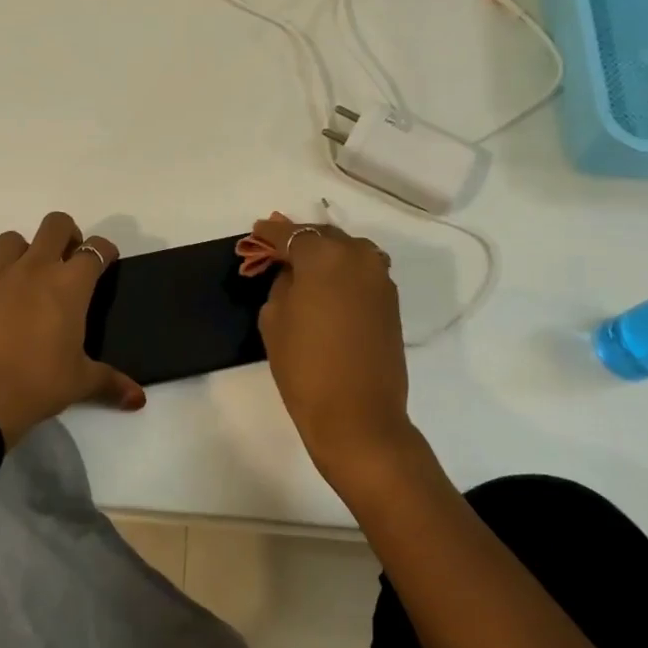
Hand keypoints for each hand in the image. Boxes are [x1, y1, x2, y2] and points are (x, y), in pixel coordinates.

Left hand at [0, 212, 145, 442]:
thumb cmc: (38, 383)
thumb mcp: (80, 383)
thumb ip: (110, 383)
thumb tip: (137, 398)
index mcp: (69, 285)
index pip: (95, 249)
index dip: (105, 251)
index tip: (108, 262)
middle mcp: (36, 271)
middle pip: (54, 225)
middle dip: (68, 235)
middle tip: (72, 263)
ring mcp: (1, 281)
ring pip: (13, 239)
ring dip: (28, 248)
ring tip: (36, 279)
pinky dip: (5, 284)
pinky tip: (10, 315)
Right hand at [251, 213, 422, 494]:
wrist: (357, 415)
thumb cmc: (304, 366)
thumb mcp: (274, 319)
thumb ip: (283, 284)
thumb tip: (294, 274)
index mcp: (324, 256)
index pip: (292, 234)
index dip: (270, 234)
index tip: (256, 233)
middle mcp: (357, 256)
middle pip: (323, 236)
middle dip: (299, 241)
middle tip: (277, 251)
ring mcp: (380, 278)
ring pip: (347, 252)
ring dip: (325, 254)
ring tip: (303, 270)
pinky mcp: (391, 300)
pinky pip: (361, 272)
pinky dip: (342, 272)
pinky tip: (326, 287)